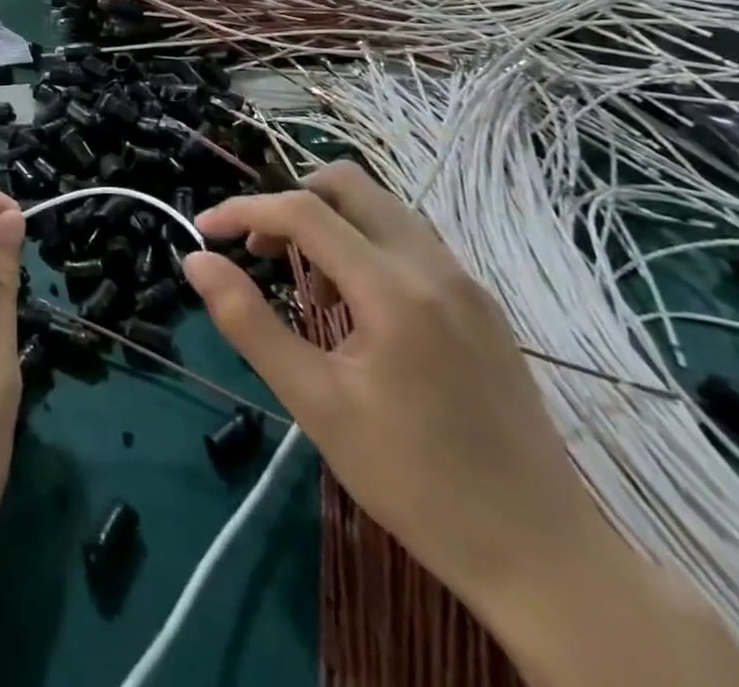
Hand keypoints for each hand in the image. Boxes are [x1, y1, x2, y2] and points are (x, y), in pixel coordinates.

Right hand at [182, 163, 738, 686]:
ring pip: (380, 208)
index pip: (303, 212)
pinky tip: (357, 307)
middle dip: (290, 202)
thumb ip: (249, 323)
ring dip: (329, 223)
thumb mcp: (316, 405)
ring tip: (307, 286)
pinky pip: (408, 240)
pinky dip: (364, 245)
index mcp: (393, 289)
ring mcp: (465, 280)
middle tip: (263, 252)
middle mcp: (433, 265)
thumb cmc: (415, 482)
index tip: (205, 231)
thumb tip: (197, 261)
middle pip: (347, 184)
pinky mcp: (481, 301)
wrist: (542, 554)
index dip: (244, 211)